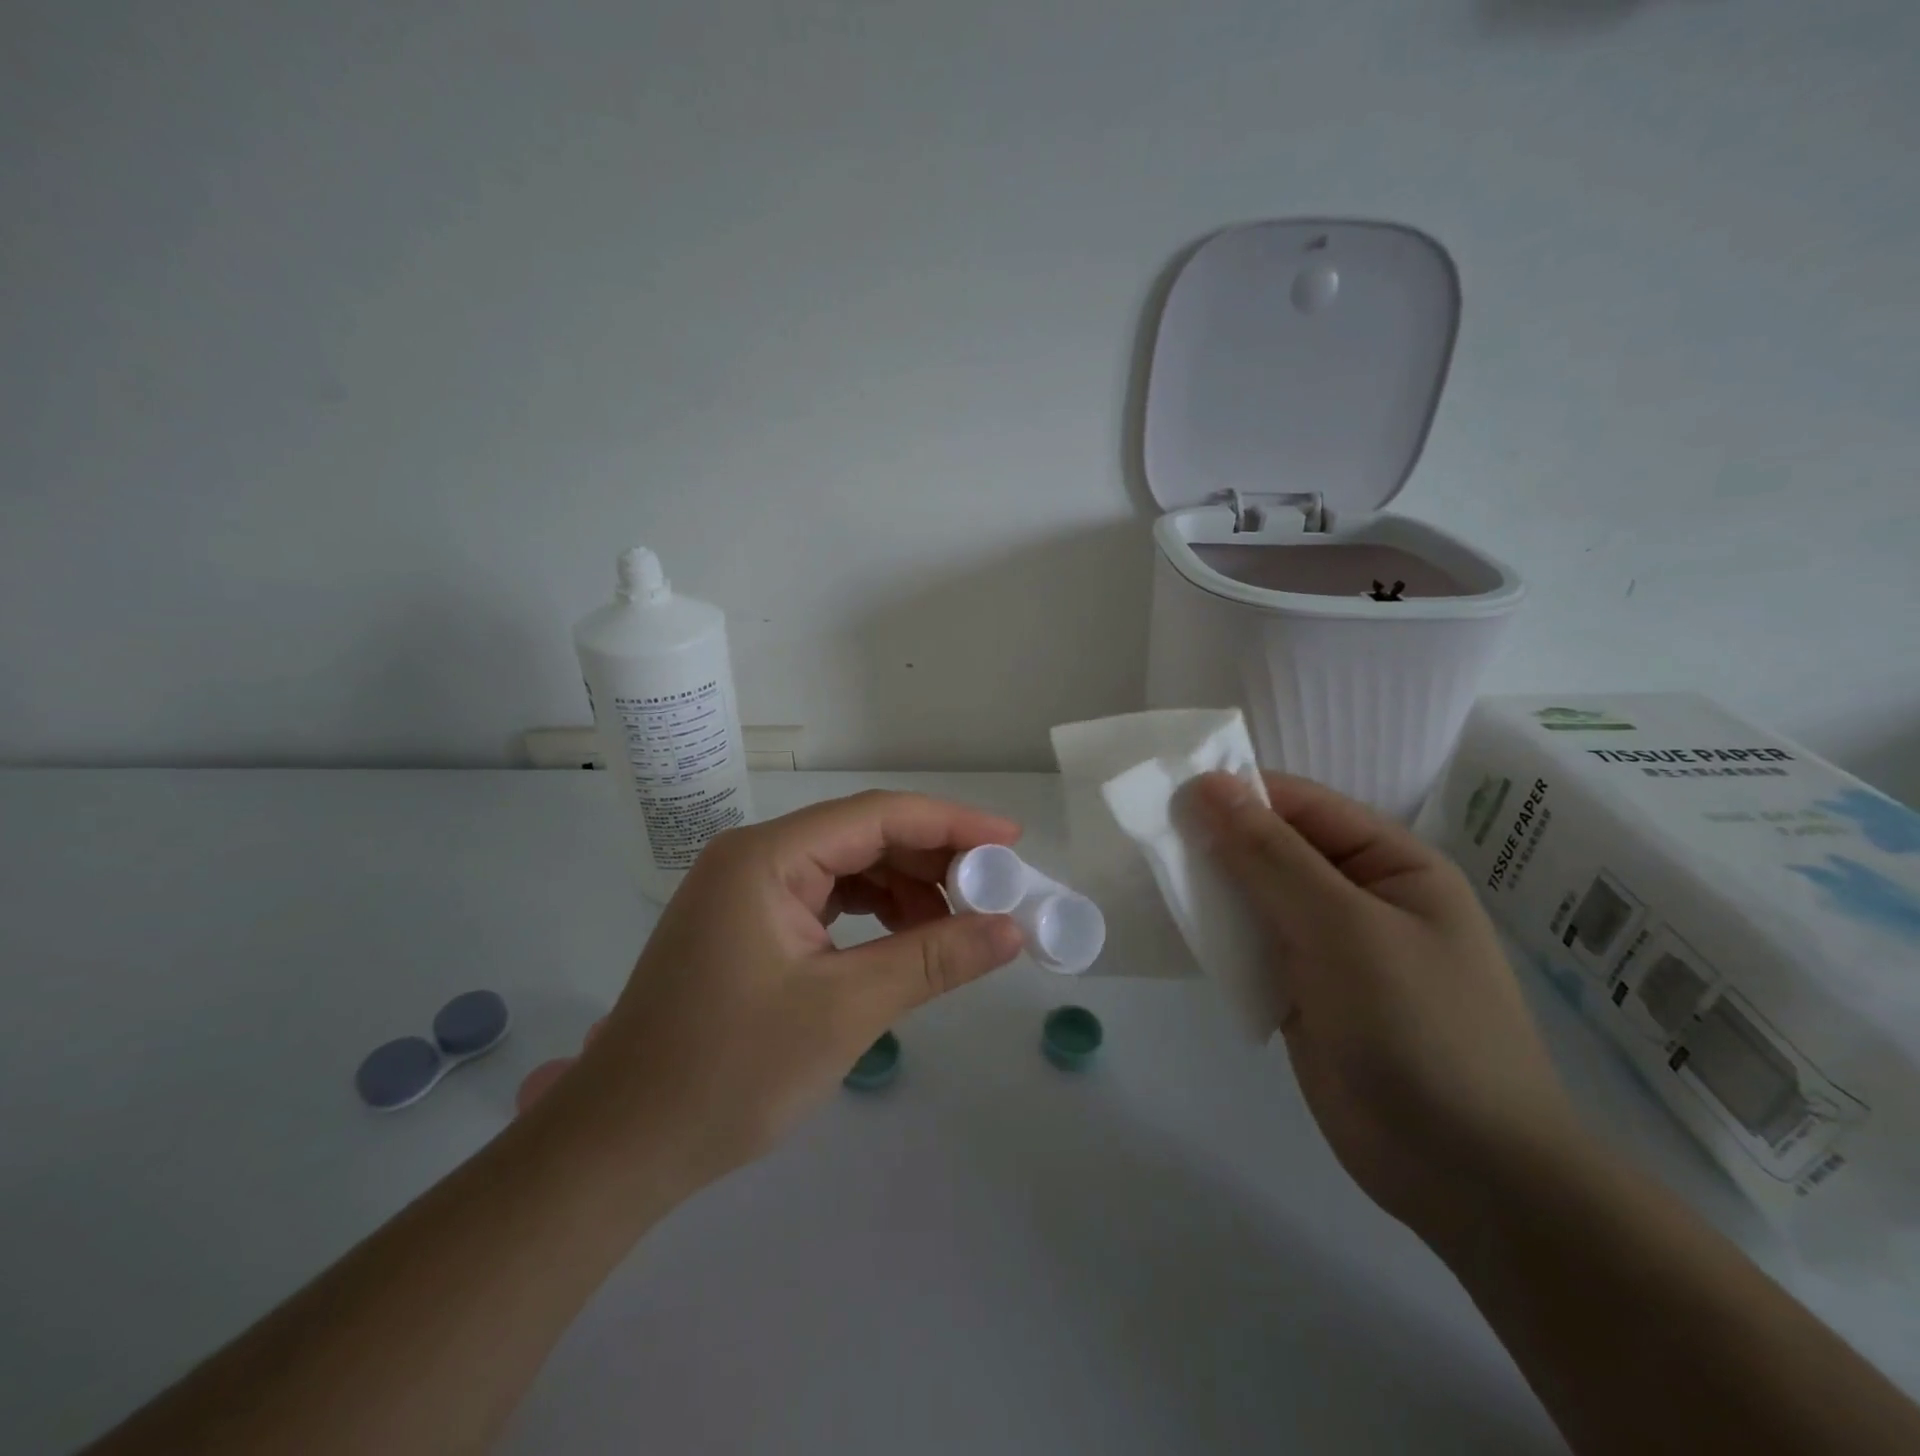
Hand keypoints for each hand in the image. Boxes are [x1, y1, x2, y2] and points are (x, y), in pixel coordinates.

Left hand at [524, 791, 1025, 1194]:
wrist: (620, 1146)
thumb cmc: (729, 1073)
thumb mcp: (846, 1010)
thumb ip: (933, 959)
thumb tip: (1012, 929)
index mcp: (767, 856)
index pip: (878, 816)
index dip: (952, 823)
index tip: (1012, 842)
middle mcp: (754, 857)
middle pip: (862, 836)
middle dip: (932, 861)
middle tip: (994, 894)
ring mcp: (746, 890)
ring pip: (846, 868)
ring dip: (904, 890)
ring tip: (955, 927)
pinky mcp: (747, 925)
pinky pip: (825, 900)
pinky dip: (871, 915)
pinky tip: (903, 942)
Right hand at [1194, 771, 1585, 1252]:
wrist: (1463, 1173)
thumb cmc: (1418, 1027)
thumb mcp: (1342, 927)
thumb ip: (1269, 856)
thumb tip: (1207, 785)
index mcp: (1390, 863)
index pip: (1302, 805)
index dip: (1237, 794)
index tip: (1168, 795)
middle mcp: (1357, 897)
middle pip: (1273, 849)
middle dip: (1216, 843)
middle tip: (1149, 838)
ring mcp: (1328, 947)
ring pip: (1254, 898)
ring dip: (1210, 890)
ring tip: (1151, 878)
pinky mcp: (1301, 992)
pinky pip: (1250, 947)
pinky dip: (1216, 937)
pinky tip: (1175, 928)